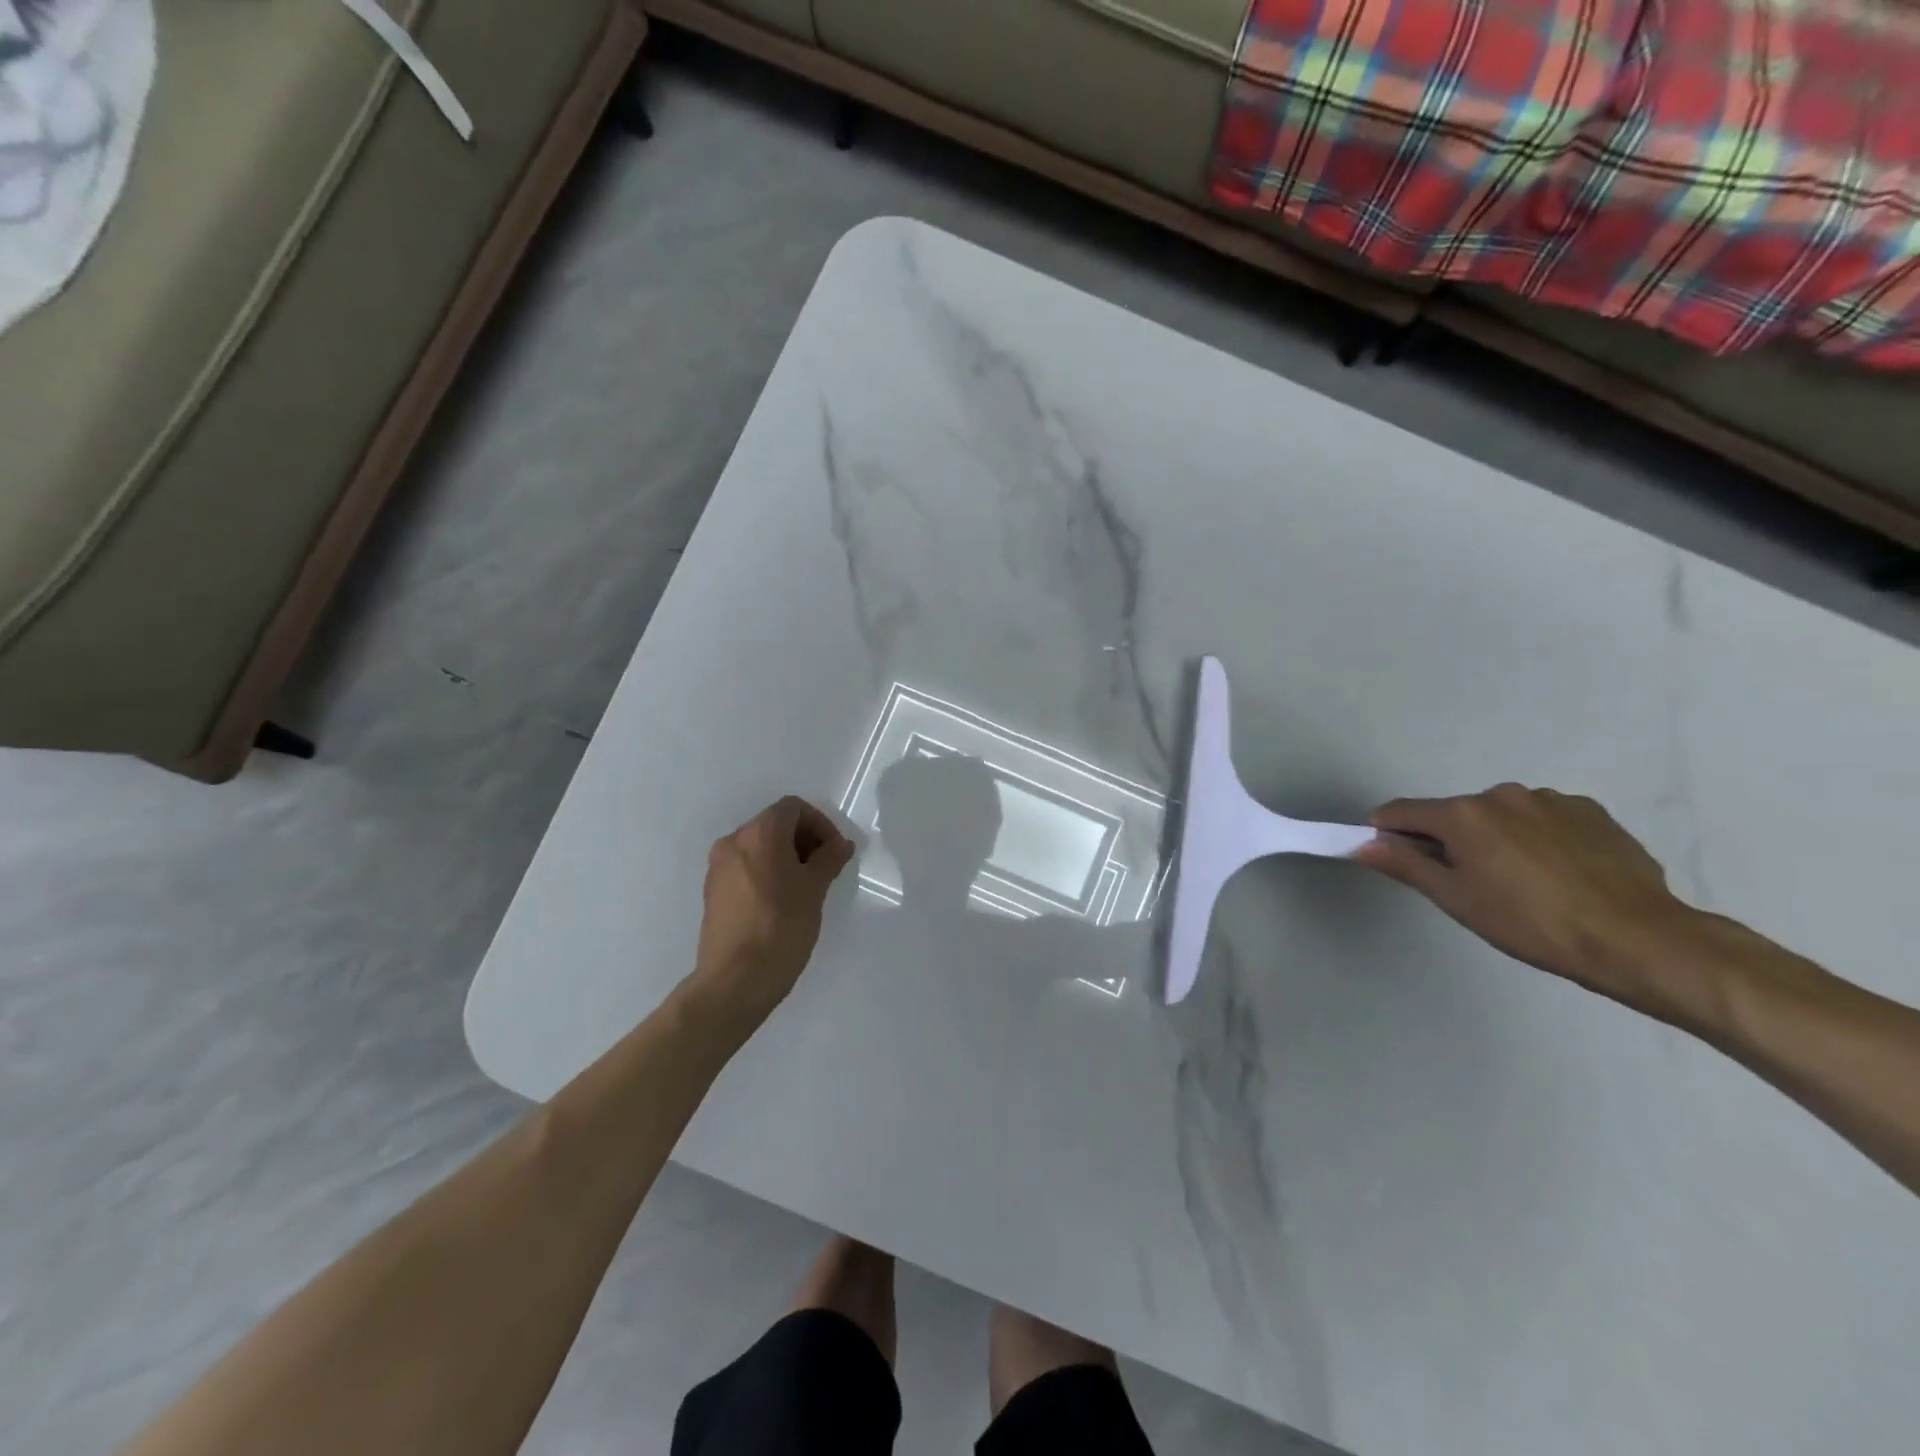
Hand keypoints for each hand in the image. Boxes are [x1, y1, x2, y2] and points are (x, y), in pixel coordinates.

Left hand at [691, 796, 855, 1024]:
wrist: (735, 980)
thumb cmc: (781, 927)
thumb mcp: (814, 889)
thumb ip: (830, 859)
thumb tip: (840, 844)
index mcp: (759, 834)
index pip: (793, 808)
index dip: (820, 824)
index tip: (834, 853)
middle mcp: (733, 842)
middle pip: (775, 824)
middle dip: (804, 840)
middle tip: (825, 869)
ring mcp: (718, 867)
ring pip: (759, 846)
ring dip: (786, 857)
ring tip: (806, 888)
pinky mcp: (713, 891)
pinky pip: (746, 867)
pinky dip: (767, 872)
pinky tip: (782, 902)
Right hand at [1354, 784, 1702, 1009]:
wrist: (1639, 940)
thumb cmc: (1531, 924)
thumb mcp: (1457, 899)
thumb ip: (1405, 865)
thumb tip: (1362, 844)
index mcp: (1462, 813)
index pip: (1400, 812)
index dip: (1387, 835)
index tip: (1394, 861)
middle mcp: (1501, 794)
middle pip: (1453, 814)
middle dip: (1449, 842)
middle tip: (1471, 886)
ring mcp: (1550, 799)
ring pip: (1500, 817)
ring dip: (1496, 840)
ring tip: (1524, 884)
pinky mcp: (1591, 812)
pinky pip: (1543, 820)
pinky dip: (1537, 840)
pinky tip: (1560, 876)